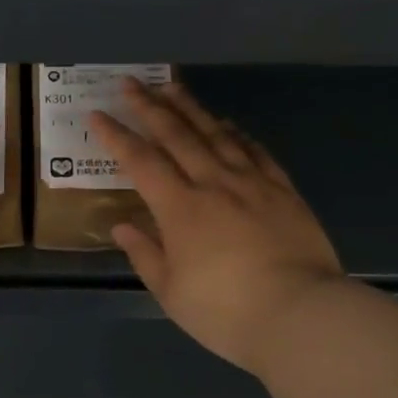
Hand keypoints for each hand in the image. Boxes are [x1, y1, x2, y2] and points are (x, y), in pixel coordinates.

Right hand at [93, 80, 342, 374]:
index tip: (97, 114)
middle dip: (149, 106)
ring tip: (173, 88)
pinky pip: (256, 152)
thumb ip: (145, 253)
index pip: (140, 161)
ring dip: (191, 108)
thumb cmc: (225, 311)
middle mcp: (213, 184)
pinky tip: (228, 125)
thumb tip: (123, 226)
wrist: (301, 315)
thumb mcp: (171, 291)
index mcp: (180, 208)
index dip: (116, 136)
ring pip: (217, 134)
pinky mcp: (284, 191)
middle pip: (177, 135)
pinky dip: (237, 134)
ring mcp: (252, 183)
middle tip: (130, 82)